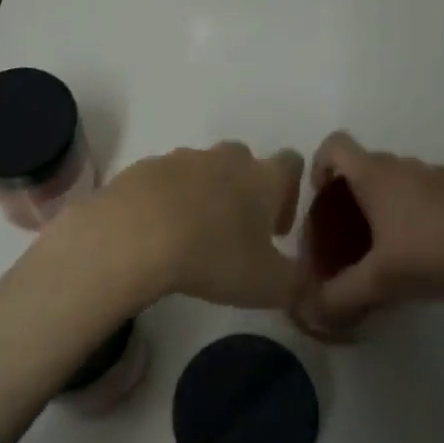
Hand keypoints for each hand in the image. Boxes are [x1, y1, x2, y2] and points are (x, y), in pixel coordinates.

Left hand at [43, 142, 303, 311]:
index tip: (276, 228)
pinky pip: (166, 180)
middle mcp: (226, 158)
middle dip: (244, 193)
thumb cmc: (214, 255)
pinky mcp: (146, 167)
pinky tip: (158, 232)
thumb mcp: (268, 285)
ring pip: (203, 170)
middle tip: (234, 234)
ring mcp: (183, 158)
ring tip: (192, 236)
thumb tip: (307, 284)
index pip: (291, 163)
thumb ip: (297, 284)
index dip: (289, 192)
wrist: (136, 233)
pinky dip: (167, 200)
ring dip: (204, 195)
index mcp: (263, 176)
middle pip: (244, 162)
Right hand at [297, 131, 443, 330]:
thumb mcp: (381, 281)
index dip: (319, 166)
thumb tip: (312, 308)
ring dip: (382, 208)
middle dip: (348, 199)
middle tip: (348, 241)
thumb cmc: (437, 252)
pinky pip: (423, 193)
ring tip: (387, 252)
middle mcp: (403, 166)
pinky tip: (428, 252)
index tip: (323, 200)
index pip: (334, 145)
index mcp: (376, 174)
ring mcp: (436, 174)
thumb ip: (341, 295)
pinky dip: (413, 214)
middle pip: (363, 167)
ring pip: (395, 182)